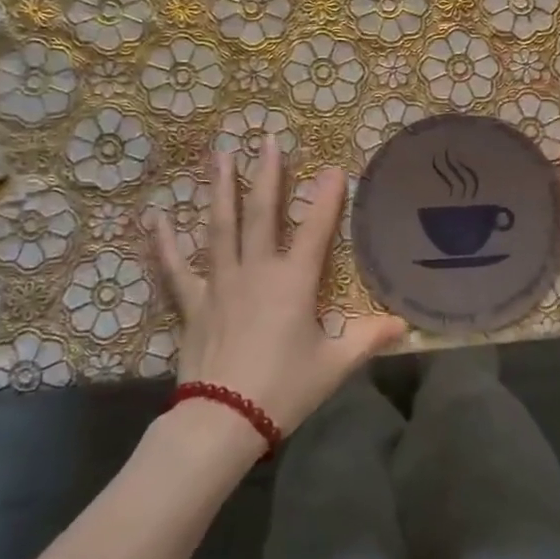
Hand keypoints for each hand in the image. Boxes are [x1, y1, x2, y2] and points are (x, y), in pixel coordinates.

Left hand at [149, 140, 404, 437]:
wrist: (224, 419)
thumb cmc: (284, 389)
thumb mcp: (334, 365)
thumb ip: (368, 338)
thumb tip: (404, 325)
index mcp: (294, 282)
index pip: (316, 230)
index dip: (327, 197)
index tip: (333, 167)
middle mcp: (256, 271)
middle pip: (263, 214)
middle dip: (268, 174)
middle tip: (267, 140)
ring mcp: (220, 282)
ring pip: (221, 227)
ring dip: (221, 189)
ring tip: (220, 155)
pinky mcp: (194, 302)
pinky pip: (176, 267)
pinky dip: (164, 242)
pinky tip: (156, 216)